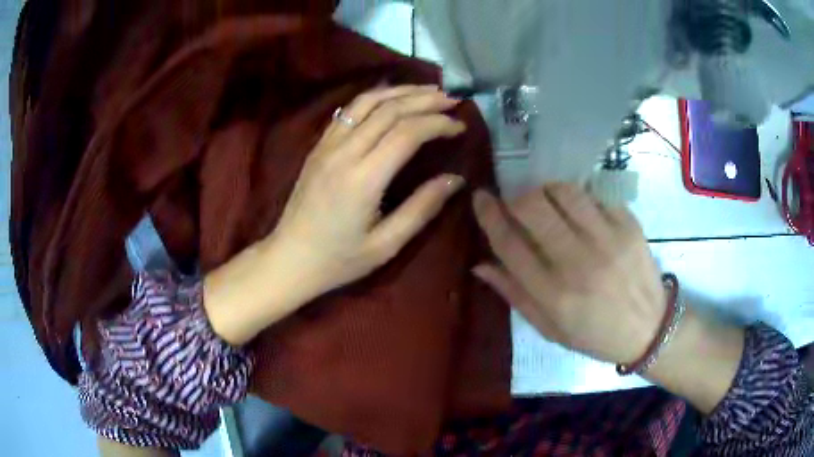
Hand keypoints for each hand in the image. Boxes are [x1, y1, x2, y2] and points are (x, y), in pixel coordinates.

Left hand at [271, 84, 466, 293]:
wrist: (290, 258)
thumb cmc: (339, 259)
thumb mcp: (386, 245)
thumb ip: (422, 208)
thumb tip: (455, 179)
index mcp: (363, 179)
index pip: (407, 133)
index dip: (437, 123)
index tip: (460, 126)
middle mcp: (344, 153)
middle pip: (389, 110)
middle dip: (424, 100)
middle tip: (452, 100)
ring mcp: (327, 145)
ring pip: (367, 102)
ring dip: (400, 92)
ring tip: (427, 91)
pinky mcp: (318, 146)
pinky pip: (348, 111)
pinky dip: (374, 98)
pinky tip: (390, 98)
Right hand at [473, 184, 744, 413]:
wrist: (648, 329)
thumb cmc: (594, 335)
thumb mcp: (549, 328)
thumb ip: (514, 295)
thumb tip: (480, 264)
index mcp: (553, 295)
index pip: (509, 243)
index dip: (489, 215)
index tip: (481, 197)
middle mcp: (578, 263)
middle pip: (533, 208)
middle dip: (516, 198)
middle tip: (517, 204)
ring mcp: (607, 240)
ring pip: (563, 191)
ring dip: (547, 191)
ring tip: (549, 203)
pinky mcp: (629, 225)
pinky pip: (594, 196)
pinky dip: (580, 199)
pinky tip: (582, 213)